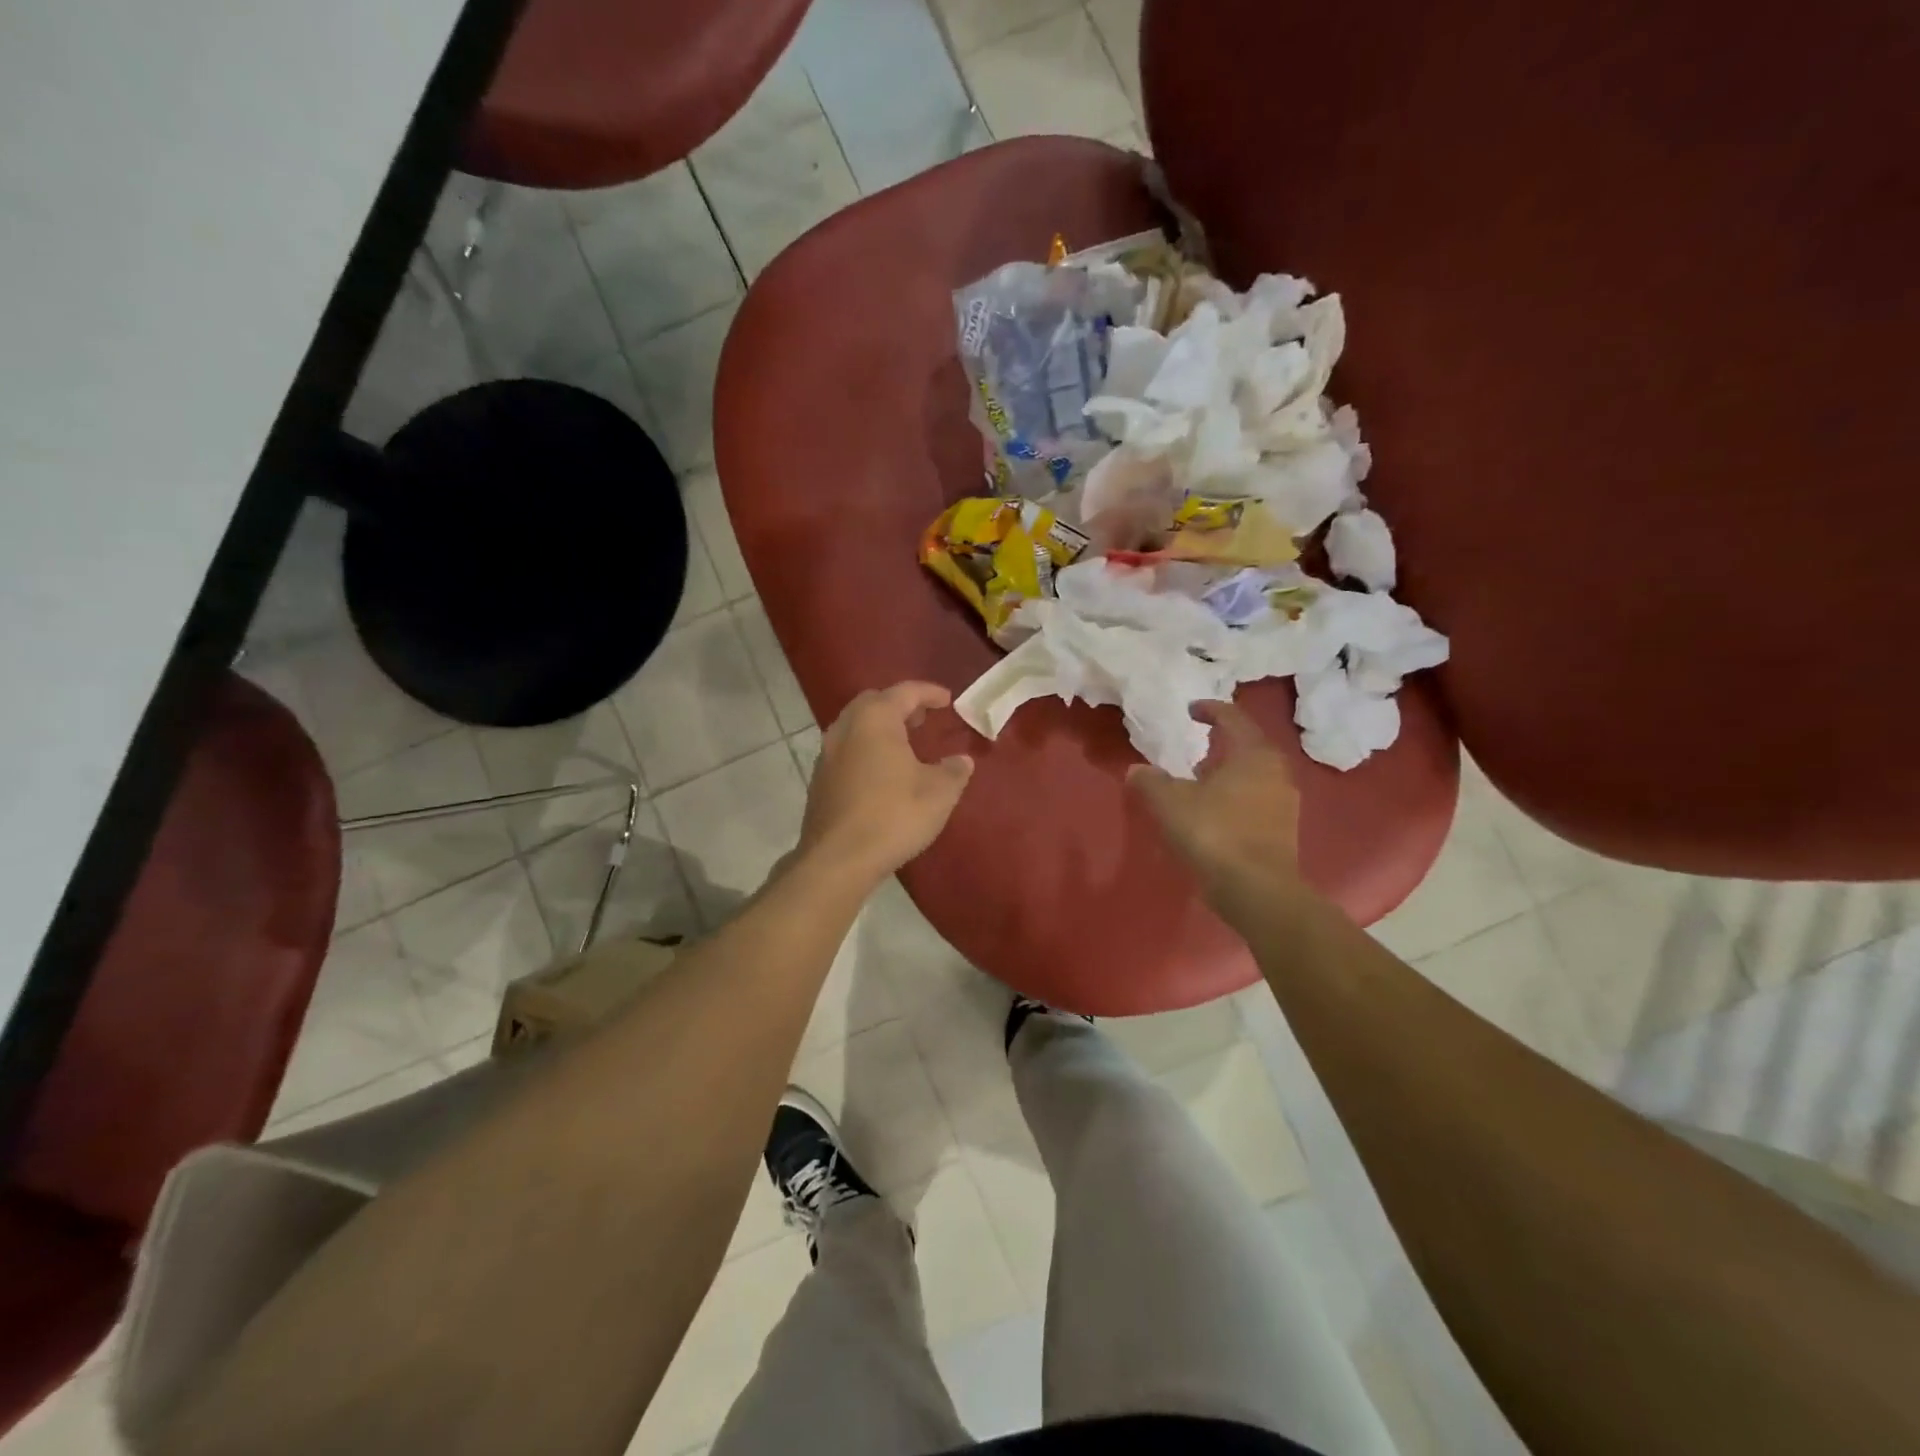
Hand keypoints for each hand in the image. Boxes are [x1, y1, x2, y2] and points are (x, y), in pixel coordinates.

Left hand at [797, 682, 974, 884]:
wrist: (838, 859)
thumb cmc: (893, 815)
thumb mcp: (938, 793)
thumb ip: (953, 771)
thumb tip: (961, 761)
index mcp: (875, 720)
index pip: (904, 692)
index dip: (929, 692)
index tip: (947, 699)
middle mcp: (845, 728)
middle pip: (873, 703)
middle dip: (899, 705)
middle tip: (922, 719)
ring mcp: (826, 755)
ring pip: (855, 727)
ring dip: (880, 728)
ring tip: (903, 744)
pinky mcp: (819, 781)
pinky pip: (846, 751)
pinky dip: (866, 750)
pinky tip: (881, 773)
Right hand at [1127, 701, 1304, 912]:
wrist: (1257, 890)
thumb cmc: (1214, 833)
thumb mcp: (1170, 803)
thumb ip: (1151, 782)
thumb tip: (1137, 770)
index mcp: (1252, 754)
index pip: (1233, 718)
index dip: (1210, 710)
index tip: (1191, 710)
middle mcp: (1275, 771)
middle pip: (1248, 745)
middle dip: (1222, 743)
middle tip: (1197, 746)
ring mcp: (1284, 802)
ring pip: (1254, 774)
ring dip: (1228, 772)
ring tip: (1200, 780)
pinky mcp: (1282, 829)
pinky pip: (1256, 799)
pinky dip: (1235, 796)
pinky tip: (1214, 811)